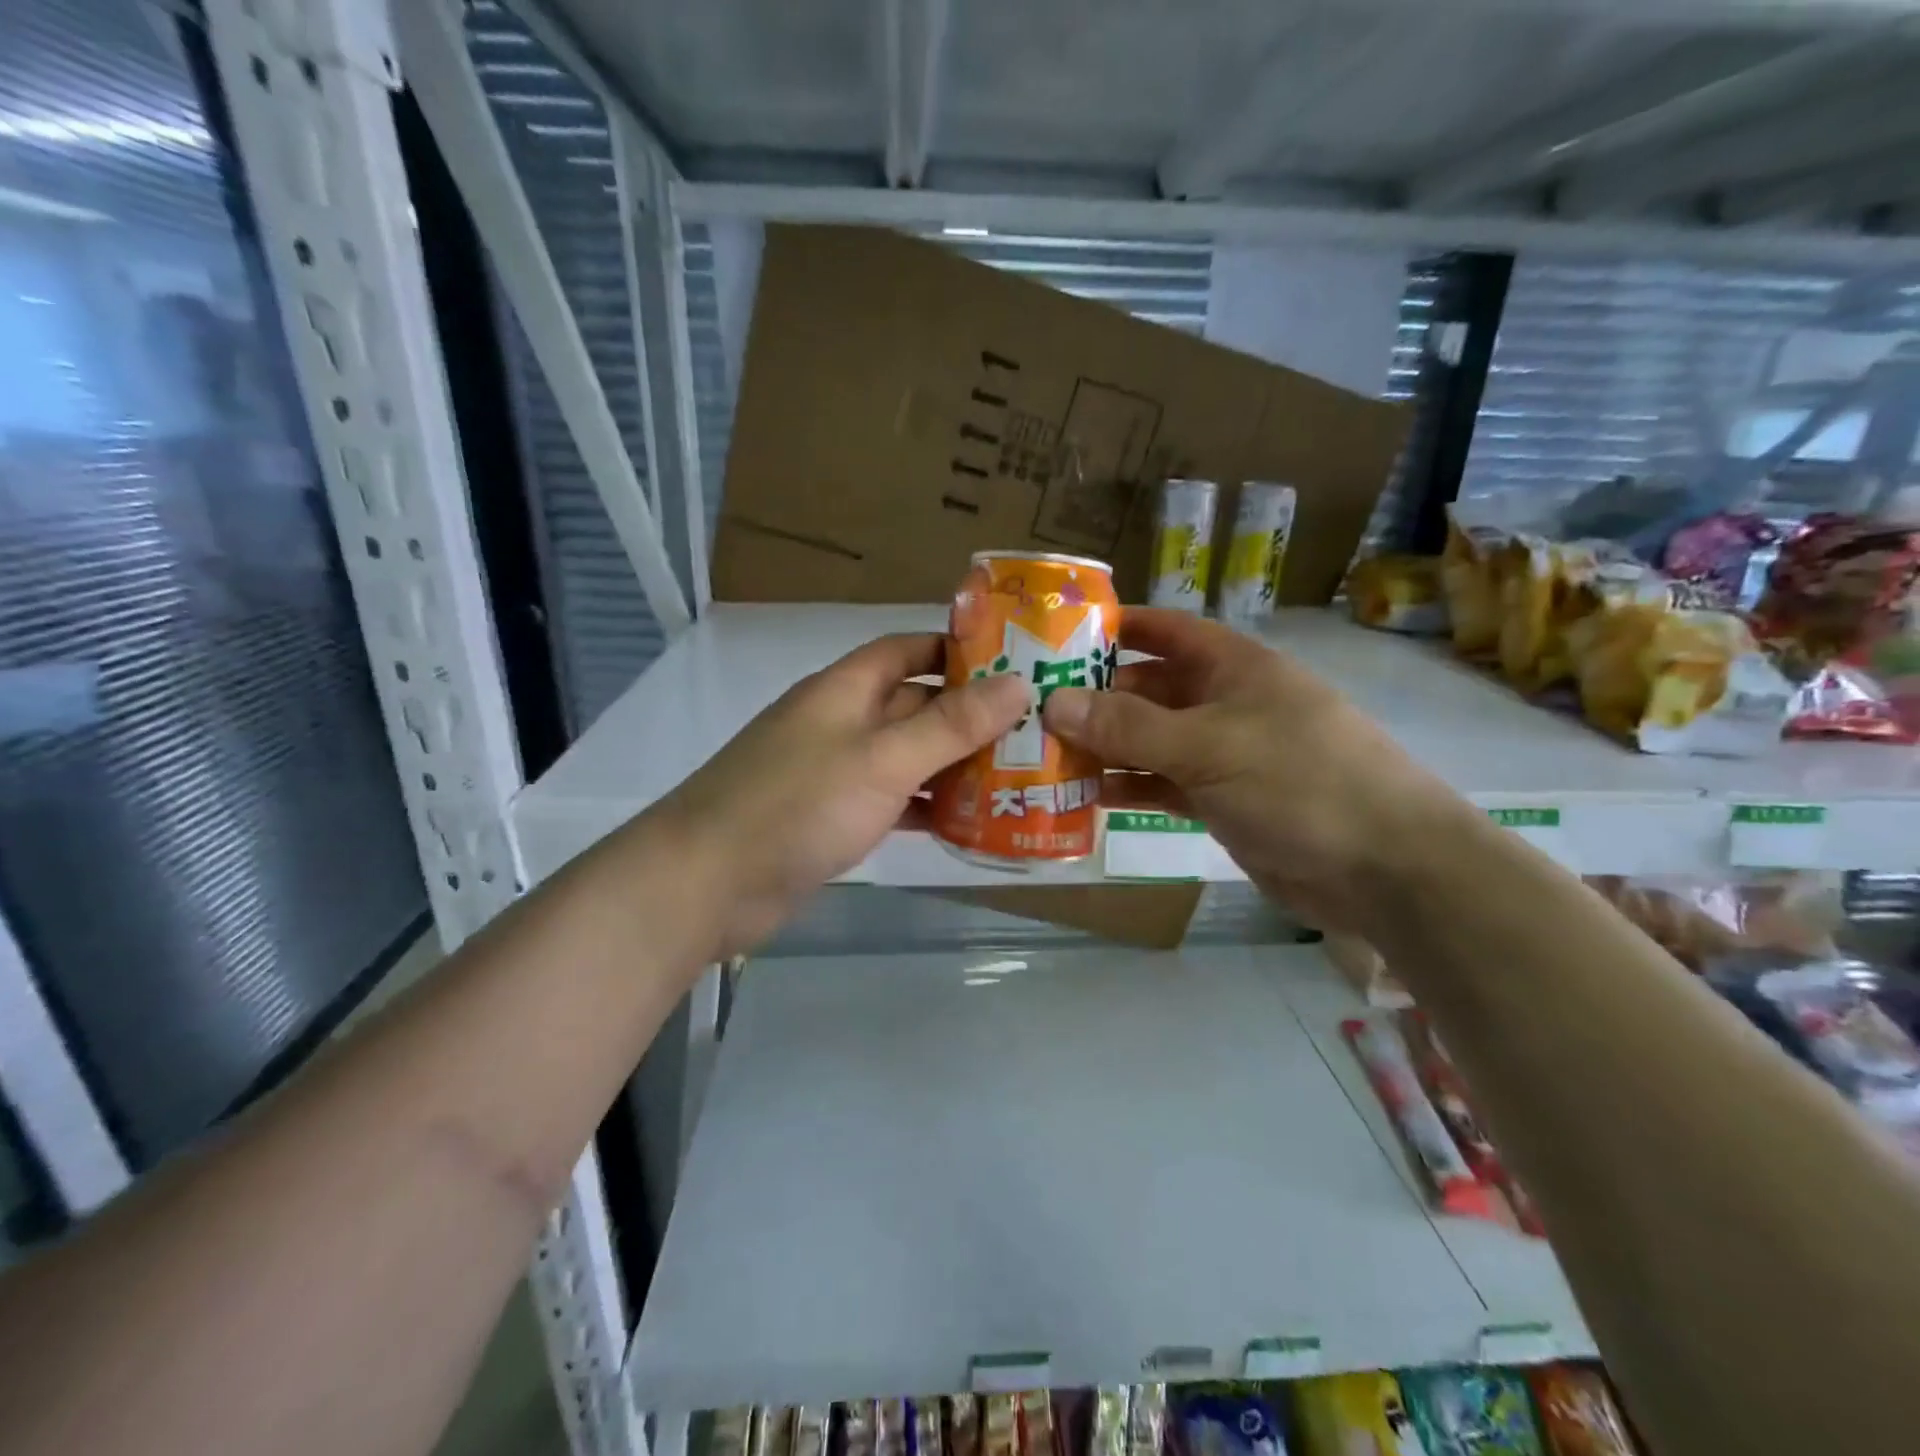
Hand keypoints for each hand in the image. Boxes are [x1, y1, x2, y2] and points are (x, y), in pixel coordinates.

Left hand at [656, 633, 1028, 956]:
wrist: (707, 884)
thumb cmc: (798, 805)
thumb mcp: (884, 758)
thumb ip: (951, 724)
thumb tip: (1017, 684)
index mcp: (845, 690)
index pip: (906, 649)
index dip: (956, 649)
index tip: (1012, 664)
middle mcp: (840, 722)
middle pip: (913, 706)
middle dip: (968, 716)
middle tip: (1032, 730)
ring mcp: (834, 772)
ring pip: (906, 758)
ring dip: (953, 766)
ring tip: (1017, 778)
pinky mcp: (831, 818)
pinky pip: (891, 802)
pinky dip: (926, 809)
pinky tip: (968, 824)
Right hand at [1042, 608, 1464, 931]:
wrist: (1383, 867)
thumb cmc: (1299, 781)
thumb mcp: (1208, 745)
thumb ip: (1129, 726)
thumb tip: (1053, 702)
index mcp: (1231, 666)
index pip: (1164, 631)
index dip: (1115, 628)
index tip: (1057, 637)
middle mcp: (1223, 702)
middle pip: (1147, 690)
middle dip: (1095, 698)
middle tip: (1031, 711)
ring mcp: (1222, 754)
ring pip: (1149, 741)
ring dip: (1104, 748)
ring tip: (1044, 755)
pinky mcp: (1221, 800)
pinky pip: (1162, 784)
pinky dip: (1128, 787)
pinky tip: (1086, 794)